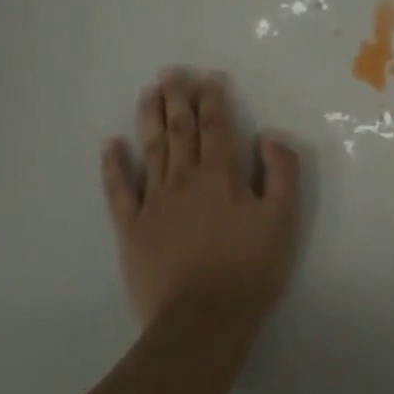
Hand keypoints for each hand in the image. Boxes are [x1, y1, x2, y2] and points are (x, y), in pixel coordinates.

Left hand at [100, 69, 301, 365]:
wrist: (201, 322)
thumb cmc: (249, 269)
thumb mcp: (283, 219)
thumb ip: (282, 171)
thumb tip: (269, 136)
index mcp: (221, 175)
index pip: (216, 127)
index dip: (213, 100)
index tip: (209, 77)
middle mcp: (184, 180)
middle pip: (180, 130)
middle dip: (178, 98)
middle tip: (171, 72)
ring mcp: (153, 203)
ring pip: (151, 150)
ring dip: (150, 118)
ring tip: (148, 92)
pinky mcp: (131, 230)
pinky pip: (119, 190)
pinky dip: (114, 165)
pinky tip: (110, 144)